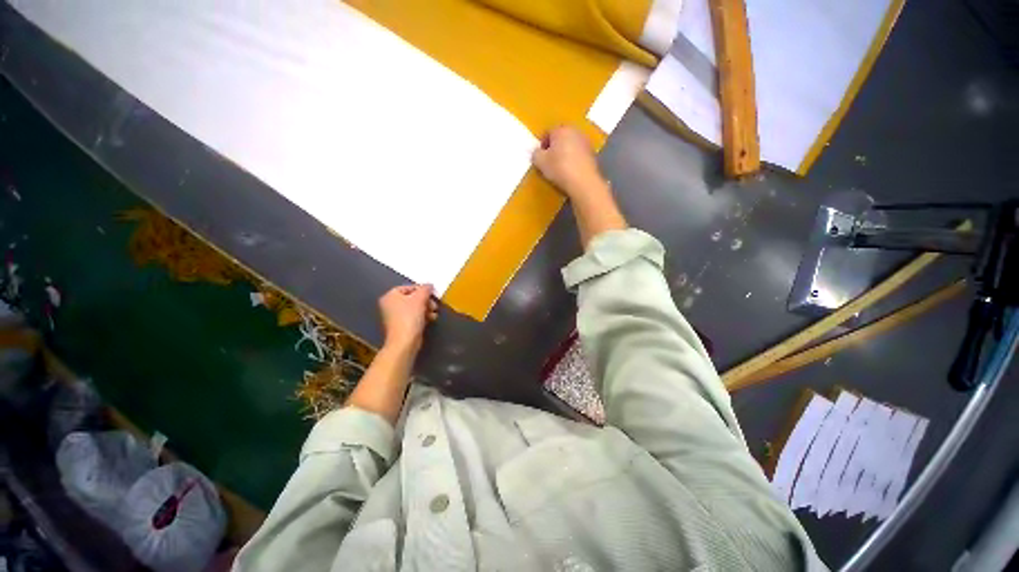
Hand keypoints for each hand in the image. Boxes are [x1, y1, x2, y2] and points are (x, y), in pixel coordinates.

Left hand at [379, 284, 437, 352]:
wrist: (404, 342)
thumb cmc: (409, 317)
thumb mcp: (419, 299)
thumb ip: (425, 289)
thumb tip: (429, 285)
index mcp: (390, 295)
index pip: (408, 287)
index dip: (422, 290)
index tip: (433, 295)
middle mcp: (389, 305)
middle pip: (411, 298)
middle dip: (425, 301)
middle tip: (434, 305)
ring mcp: (394, 317)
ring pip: (413, 308)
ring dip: (425, 309)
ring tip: (434, 313)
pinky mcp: (400, 326)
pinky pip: (412, 317)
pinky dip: (421, 317)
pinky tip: (430, 319)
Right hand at [532, 126, 607, 200]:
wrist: (584, 183)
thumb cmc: (559, 168)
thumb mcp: (539, 161)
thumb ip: (536, 153)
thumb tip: (539, 152)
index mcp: (561, 129)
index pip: (548, 132)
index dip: (542, 144)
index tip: (541, 155)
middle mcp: (576, 132)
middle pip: (561, 137)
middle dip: (555, 146)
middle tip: (549, 159)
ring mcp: (586, 142)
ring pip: (571, 145)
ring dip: (565, 152)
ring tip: (560, 165)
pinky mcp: (593, 154)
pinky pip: (579, 153)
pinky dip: (574, 158)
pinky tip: (571, 170)